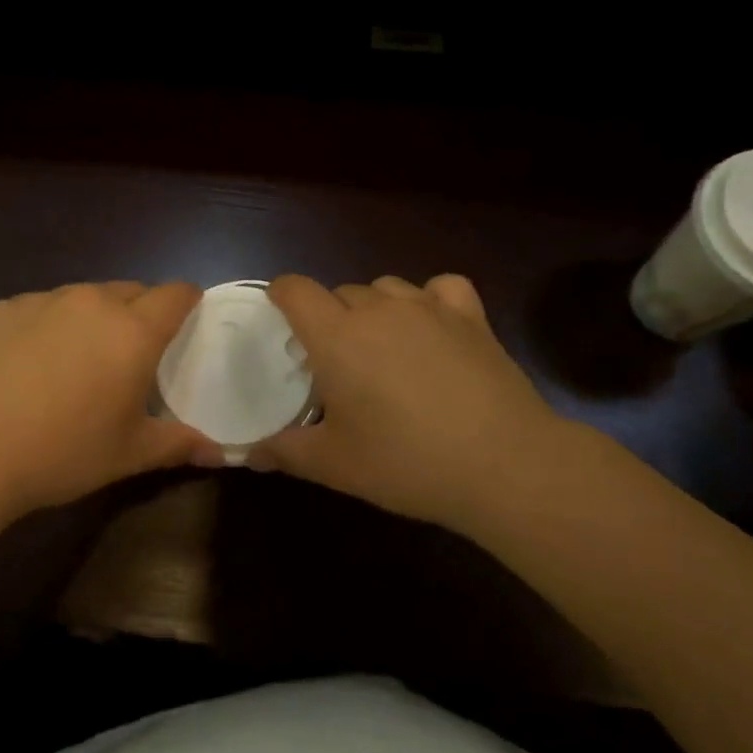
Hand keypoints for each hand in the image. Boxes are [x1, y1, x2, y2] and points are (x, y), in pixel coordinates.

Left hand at [0, 281, 221, 522]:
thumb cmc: (61, 452)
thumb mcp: (128, 454)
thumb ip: (178, 444)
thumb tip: (219, 452)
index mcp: (132, 331)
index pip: (175, 293)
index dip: (187, 301)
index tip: (186, 321)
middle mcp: (91, 302)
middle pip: (131, 290)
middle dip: (140, 313)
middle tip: (130, 355)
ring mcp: (42, 301)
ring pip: (84, 297)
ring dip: (93, 318)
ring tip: (76, 361)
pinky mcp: (1, 308)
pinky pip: (40, 307)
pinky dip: (48, 326)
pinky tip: (27, 366)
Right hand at [257, 274, 592, 538]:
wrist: (504, 464)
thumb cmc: (407, 462)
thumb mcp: (336, 465)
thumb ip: (285, 452)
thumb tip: (248, 453)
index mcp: (336, 336)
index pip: (295, 288)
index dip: (281, 296)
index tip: (281, 319)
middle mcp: (378, 308)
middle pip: (340, 292)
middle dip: (330, 319)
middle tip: (337, 364)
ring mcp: (428, 307)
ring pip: (385, 288)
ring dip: (375, 310)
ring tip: (384, 349)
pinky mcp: (470, 315)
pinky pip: (440, 288)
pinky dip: (430, 300)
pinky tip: (434, 327)